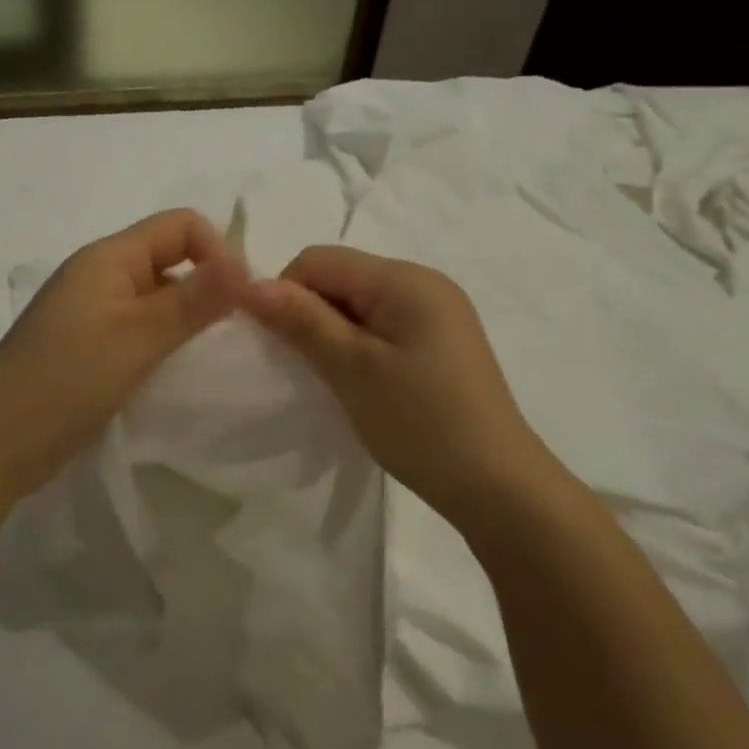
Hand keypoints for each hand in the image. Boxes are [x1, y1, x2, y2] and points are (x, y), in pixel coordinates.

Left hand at [0, 209, 248, 508]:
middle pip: (168, 258)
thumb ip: (193, 300)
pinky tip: (170, 372)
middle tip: (229, 334)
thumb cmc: (65, 382)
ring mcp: (88, 313)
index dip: (217, 252)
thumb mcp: (137, 338)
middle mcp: (98, 275)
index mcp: (108, 257)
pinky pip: (136, 328)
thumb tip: (246, 265)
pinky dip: (161, 341)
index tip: (238, 302)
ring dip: (184, 317)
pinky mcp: (84, 348)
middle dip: (205, 286)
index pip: (180, 225)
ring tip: (203, 356)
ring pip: (154, 297)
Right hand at [244, 245, 559, 539]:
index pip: (319, 260)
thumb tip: (250, 283)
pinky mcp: (441, 342)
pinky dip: (359, 346)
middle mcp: (424, 283)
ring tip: (334, 379)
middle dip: (310, 313)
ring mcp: (437, 312)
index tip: (279, 345)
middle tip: (306, 367)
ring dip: (333, 332)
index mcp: (405, 279)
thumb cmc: (422, 424)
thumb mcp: (353, 370)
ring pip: (359, 304)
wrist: (498, 487)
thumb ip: (303, 321)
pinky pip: (383, 325)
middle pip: (341, 277)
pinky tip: (362, 382)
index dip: (286, 293)